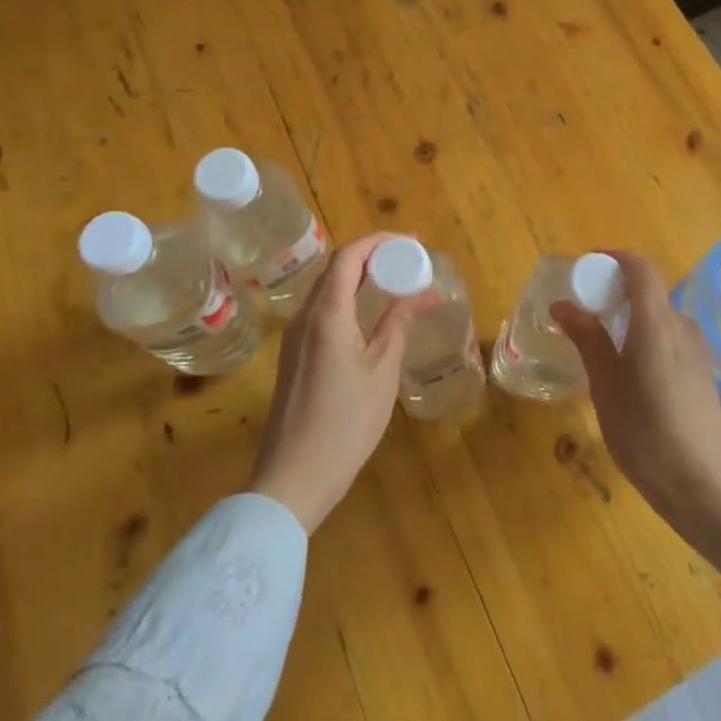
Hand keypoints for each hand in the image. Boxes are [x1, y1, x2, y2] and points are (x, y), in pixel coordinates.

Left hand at [250, 233, 434, 532]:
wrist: (293, 478)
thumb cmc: (345, 423)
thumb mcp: (382, 370)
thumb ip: (400, 323)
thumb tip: (427, 292)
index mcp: (326, 314)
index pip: (348, 256)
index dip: (379, 241)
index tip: (412, 242)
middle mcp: (304, 316)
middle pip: (337, 268)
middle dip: (373, 256)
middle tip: (410, 261)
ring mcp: (294, 337)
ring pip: (328, 290)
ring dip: (361, 278)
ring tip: (396, 282)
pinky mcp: (294, 355)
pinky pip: (322, 311)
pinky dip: (348, 299)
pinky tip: (370, 316)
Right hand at [549, 249, 720, 528]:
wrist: (703, 487)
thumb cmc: (644, 434)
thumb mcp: (605, 387)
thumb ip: (587, 339)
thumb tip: (563, 304)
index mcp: (656, 324)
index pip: (642, 269)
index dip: (616, 258)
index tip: (589, 266)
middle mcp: (682, 327)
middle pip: (651, 292)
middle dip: (617, 291)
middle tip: (587, 311)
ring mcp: (699, 350)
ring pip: (661, 317)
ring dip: (633, 317)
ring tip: (606, 346)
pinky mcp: (705, 372)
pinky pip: (673, 338)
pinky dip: (649, 338)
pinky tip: (634, 373)